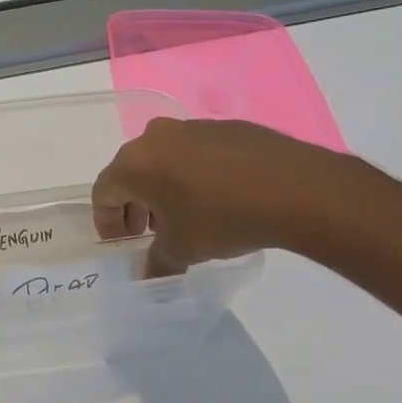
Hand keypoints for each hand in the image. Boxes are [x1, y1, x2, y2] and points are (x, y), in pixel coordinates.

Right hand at [91, 118, 360, 274]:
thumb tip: (147, 275)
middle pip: (131, 172)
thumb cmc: (224, 218)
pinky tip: (218, 197)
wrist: (297, 189)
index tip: (123, 243)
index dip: (107, 221)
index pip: (103, 192)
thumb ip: (156, 262)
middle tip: (149, 231)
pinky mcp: (225, 127)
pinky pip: (195, 152)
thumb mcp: (184, 249)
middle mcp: (156, 137)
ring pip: (163, 160)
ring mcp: (192, 127)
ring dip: (164, 188)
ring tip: (185, 215)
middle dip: (135, 204)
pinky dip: (194, 174)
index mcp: (134, 163)